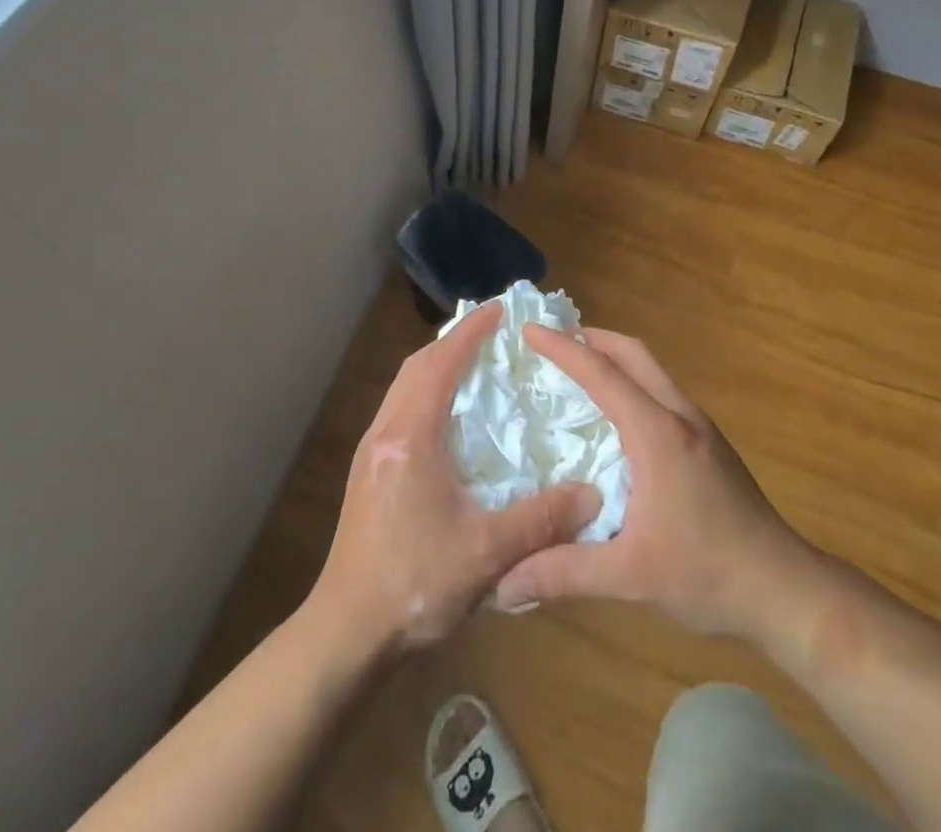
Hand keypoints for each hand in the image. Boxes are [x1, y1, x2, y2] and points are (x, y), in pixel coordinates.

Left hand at [311, 303, 600, 654]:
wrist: (348, 631)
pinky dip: (425, 391)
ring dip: (436, 365)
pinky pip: (399, 408)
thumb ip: (542, 520)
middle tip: (491, 334)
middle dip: (453, 342)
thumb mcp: (487, 554)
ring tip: (473, 366)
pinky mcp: (367, 470)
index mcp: (411, 436)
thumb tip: (593, 496)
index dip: (471, 333)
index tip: (500, 310)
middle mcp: (385, 431)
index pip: (441, 364)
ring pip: (404, 386)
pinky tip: (448, 417)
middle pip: (416, 366)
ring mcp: (370, 450)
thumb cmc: (415, 584)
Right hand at [493, 325, 823, 644]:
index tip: (529, 330)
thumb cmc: (708, 574)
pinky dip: (632, 382)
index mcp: (657, 433)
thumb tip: (503, 584)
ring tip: (577, 370)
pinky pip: (662, 391)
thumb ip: (564, 572)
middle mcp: (679, 415)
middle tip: (552, 340)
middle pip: (633, 353)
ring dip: (614, 358)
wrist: (785, 589)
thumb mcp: (630, 576)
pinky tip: (617, 416)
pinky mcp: (710, 443)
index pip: (602, 374)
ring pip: (651, 370)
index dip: (562, 348)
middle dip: (591, 338)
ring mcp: (700, 426)